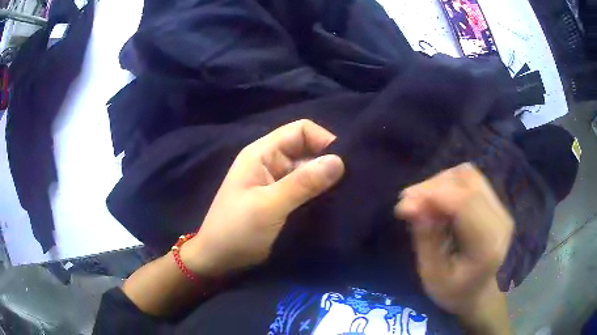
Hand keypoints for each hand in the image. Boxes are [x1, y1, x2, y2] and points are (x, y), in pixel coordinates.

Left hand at [182, 120, 344, 276]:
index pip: (301, 131)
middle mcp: (271, 162)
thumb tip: (339, 161)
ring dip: (326, 181)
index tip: (343, 165)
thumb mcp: (268, 205)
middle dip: (328, 163)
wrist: (218, 259)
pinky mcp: (281, 200)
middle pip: (307, 150)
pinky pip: (305, 189)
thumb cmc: (237, 230)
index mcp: (262, 153)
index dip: (324, 141)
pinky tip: (334, 204)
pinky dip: (319, 194)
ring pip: (308, 171)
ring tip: (347, 195)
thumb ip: (303, 183)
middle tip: (351, 183)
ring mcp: (276, 182)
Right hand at [394, 163, 513, 317]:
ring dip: (440, 183)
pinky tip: (437, 202)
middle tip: (408, 203)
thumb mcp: (432, 275)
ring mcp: (500, 208)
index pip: (464, 202)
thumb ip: (425, 239)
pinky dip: (449, 184)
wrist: (478, 293)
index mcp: (487, 244)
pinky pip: (470, 180)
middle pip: (466, 181)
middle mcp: (500, 219)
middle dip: (432, 186)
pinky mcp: (495, 203)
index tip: (402, 204)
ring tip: (422, 202)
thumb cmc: (453, 291)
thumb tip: (410, 205)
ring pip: (467, 175)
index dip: (431, 195)